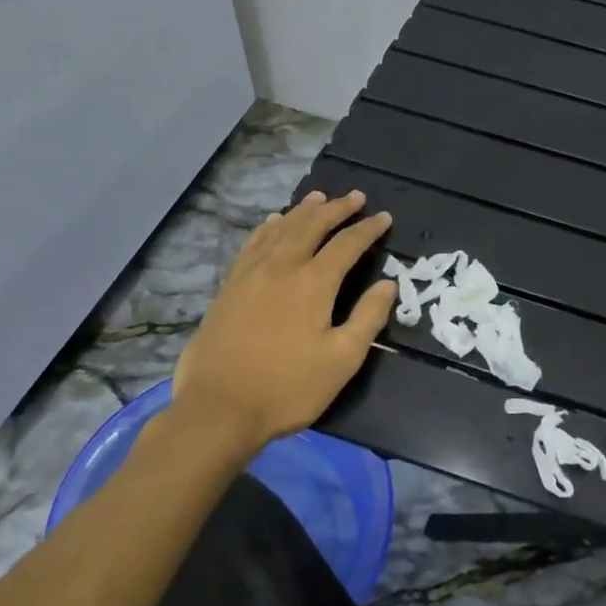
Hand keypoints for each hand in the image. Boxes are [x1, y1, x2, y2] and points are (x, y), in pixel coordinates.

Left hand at [168, 190, 395, 451]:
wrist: (218, 408)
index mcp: (313, 283)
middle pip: (311, 226)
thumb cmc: (288, 388)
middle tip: (355, 196)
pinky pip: (253, 244)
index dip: (367, 229)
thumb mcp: (342, 360)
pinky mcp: (229, 287)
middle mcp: (281, 268)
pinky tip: (272, 223)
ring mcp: (250, 275)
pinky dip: (268, 227)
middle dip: (336, 209)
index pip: (346, 245)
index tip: (384, 217)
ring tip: (318, 198)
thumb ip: (367, 318)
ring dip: (302, 211)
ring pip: (280, 229)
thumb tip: (387, 284)